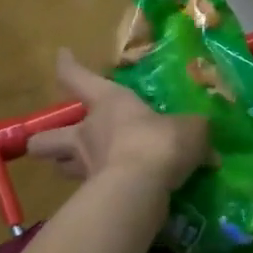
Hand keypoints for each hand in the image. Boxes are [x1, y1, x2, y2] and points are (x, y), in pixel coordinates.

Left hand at [24, 49, 207, 190]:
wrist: (141, 188)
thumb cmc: (160, 141)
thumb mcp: (190, 129)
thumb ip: (194, 132)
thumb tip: (207, 145)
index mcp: (108, 103)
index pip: (77, 77)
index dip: (68, 66)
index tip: (62, 55)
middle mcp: (87, 133)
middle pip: (45, 136)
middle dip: (46, 138)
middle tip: (63, 139)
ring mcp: (83, 167)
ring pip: (58, 166)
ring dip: (67, 165)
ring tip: (85, 166)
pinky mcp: (91, 197)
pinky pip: (88, 192)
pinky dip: (97, 192)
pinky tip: (117, 193)